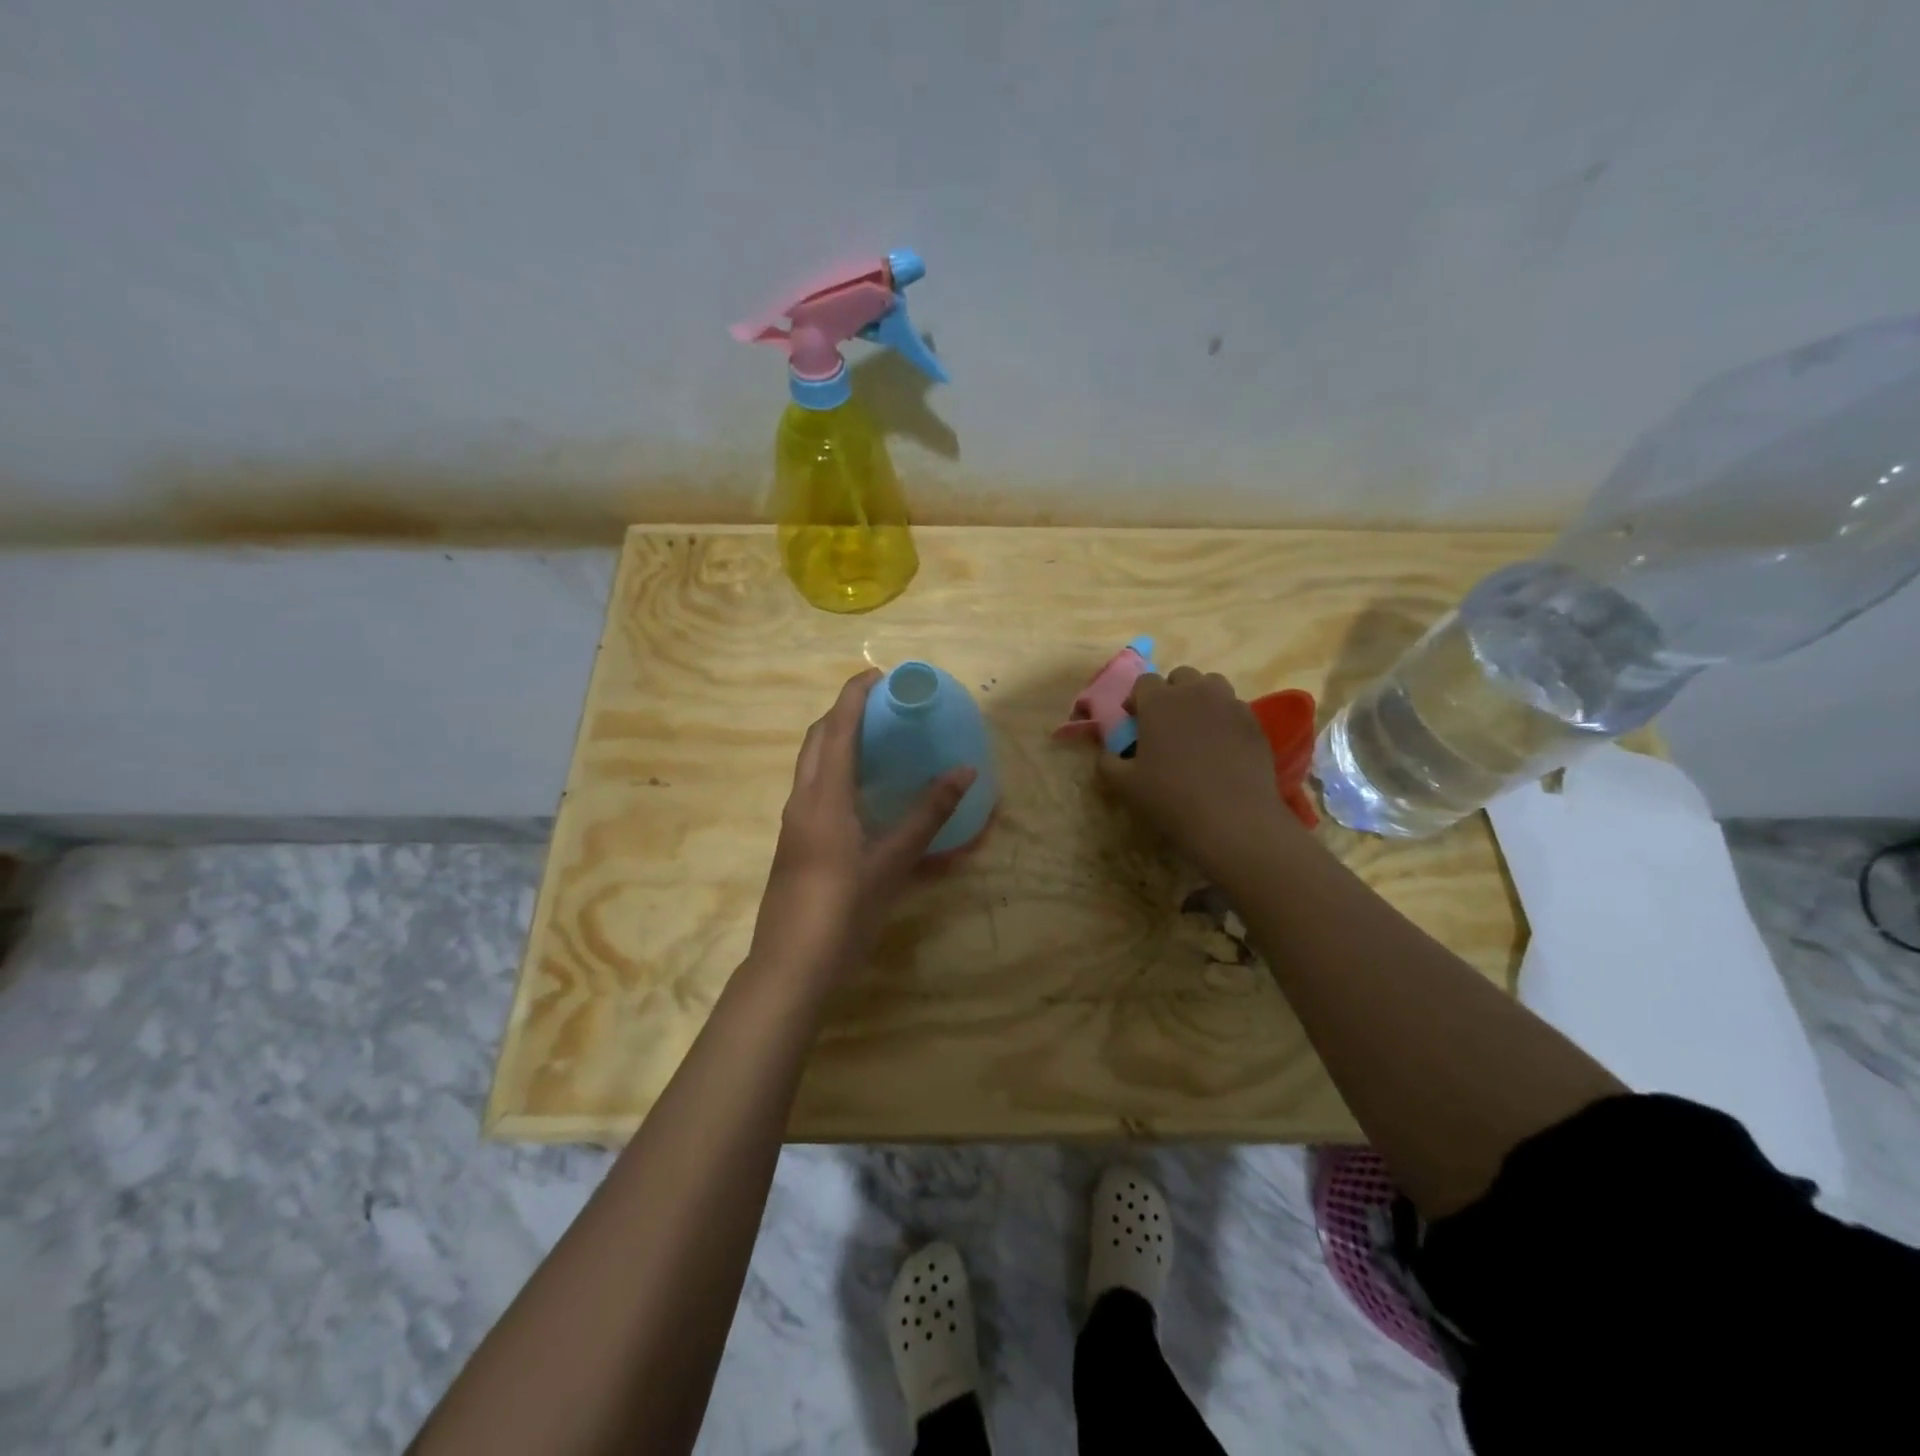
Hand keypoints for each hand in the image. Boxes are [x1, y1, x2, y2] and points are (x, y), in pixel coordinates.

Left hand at [750, 669, 974, 983]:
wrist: (791, 966)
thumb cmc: (844, 910)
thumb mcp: (893, 862)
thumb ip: (928, 815)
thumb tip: (964, 772)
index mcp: (824, 796)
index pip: (837, 727)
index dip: (855, 695)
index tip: (880, 674)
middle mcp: (802, 800)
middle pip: (816, 739)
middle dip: (843, 712)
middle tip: (881, 705)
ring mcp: (793, 823)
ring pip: (810, 764)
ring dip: (836, 741)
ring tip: (874, 740)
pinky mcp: (794, 843)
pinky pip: (812, 789)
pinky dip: (834, 772)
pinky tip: (861, 793)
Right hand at [1097, 666, 1290, 873]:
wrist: (1232, 818)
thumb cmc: (1170, 797)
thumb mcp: (1124, 784)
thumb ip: (1108, 762)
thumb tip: (1107, 754)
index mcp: (1159, 701)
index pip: (1144, 682)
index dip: (1137, 699)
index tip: (1134, 721)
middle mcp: (1195, 692)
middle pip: (1181, 676)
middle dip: (1171, 693)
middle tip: (1166, 723)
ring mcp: (1229, 704)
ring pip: (1212, 685)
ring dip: (1200, 698)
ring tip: (1197, 729)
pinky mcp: (1254, 722)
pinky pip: (1235, 708)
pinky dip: (1225, 719)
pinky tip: (1222, 747)